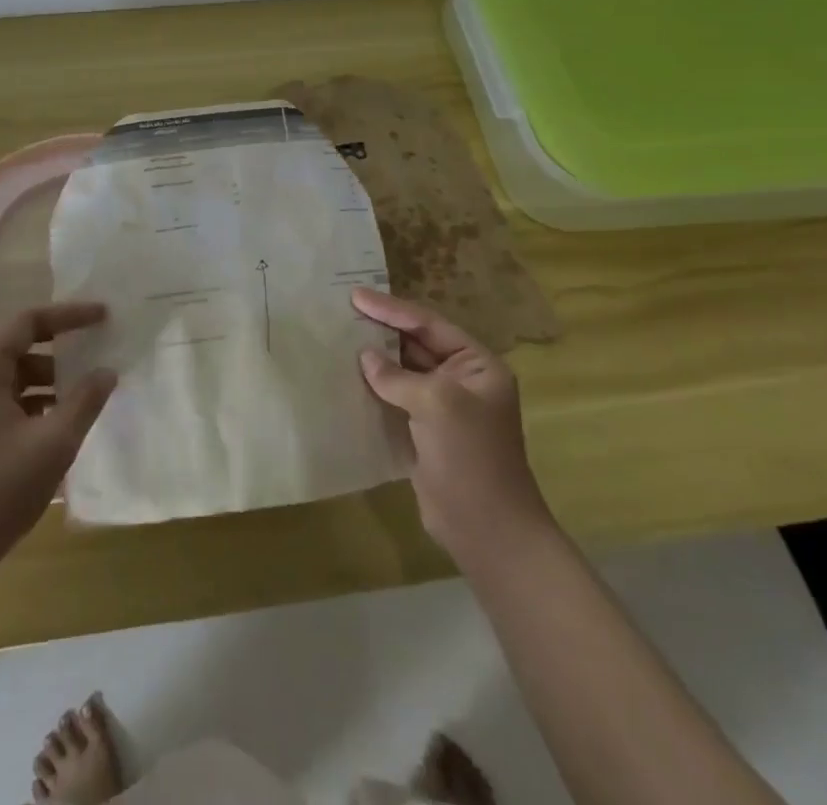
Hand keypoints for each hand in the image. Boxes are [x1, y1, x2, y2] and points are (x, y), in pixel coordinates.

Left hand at [0, 302, 117, 576]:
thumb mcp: (54, 442)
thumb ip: (85, 400)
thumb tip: (108, 372)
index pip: (29, 321)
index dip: (69, 315)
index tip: (104, 316)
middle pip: (22, 345)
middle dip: (63, 347)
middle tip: (99, 350)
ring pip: (18, 375)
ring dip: (53, 378)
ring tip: (88, 391)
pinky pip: (11, 400)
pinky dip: (39, 402)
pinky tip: (63, 422)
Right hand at [355, 286, 553, 566]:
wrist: (486, 530)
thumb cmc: (470, 456)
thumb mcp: (438, 404)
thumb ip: (398, 376)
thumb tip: (365, 357)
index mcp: (477, 364)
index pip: (429, 325)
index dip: (392, 309)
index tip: (356, 296)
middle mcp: (462, 380)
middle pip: (416, 344)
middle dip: (382, 329)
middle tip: (344, 310)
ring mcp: (443, 408)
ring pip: (403, 371)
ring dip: (375, 358)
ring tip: (340, 337)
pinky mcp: (425, 432)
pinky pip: (395, 398)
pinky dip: (374, 387)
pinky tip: (348, 377)